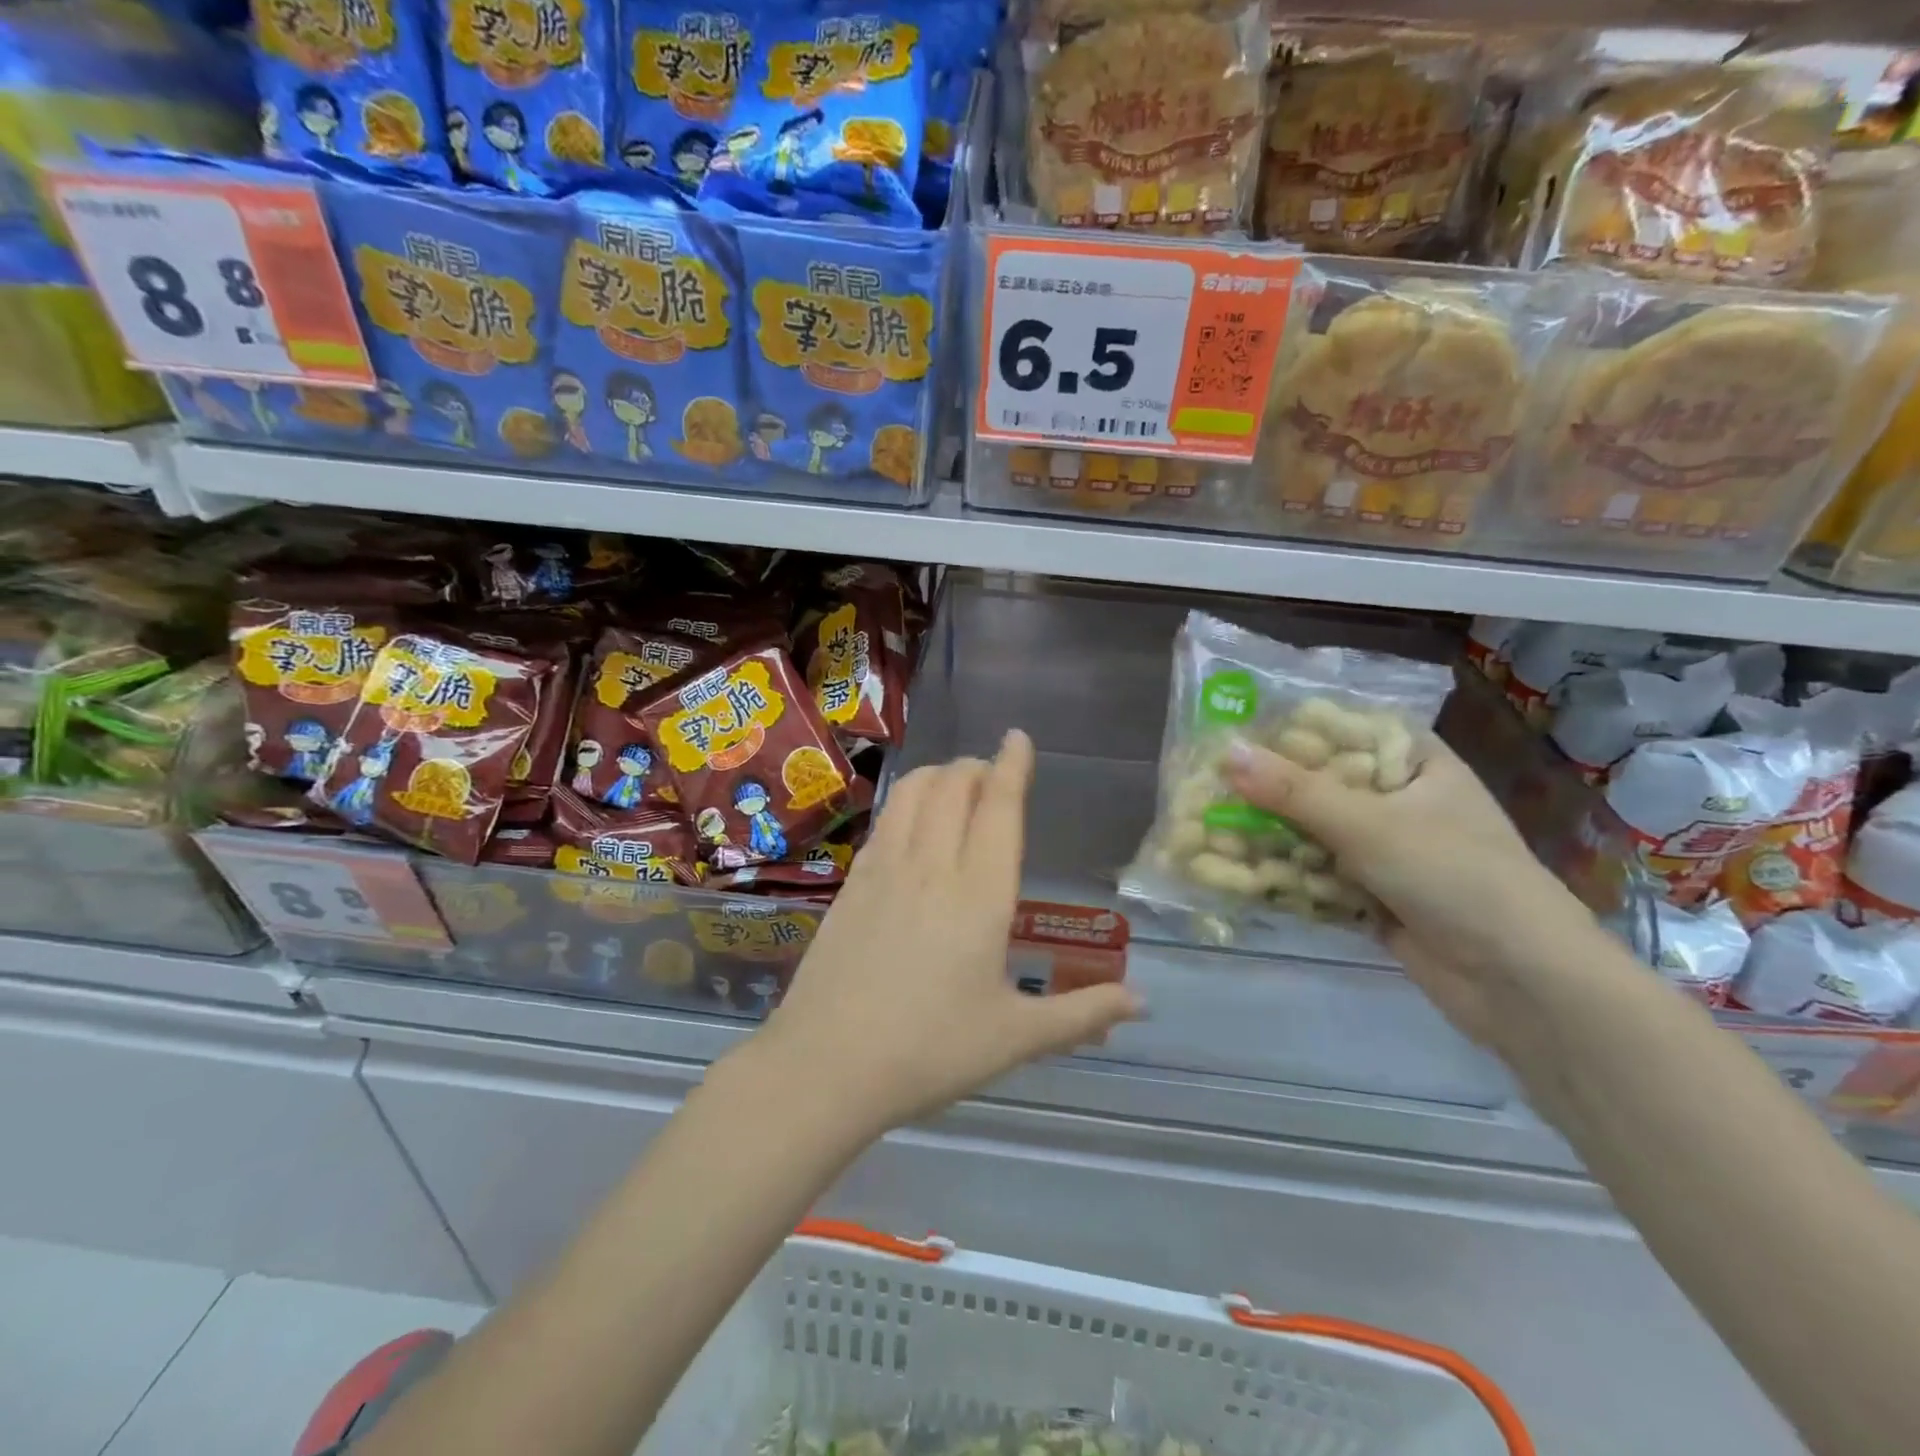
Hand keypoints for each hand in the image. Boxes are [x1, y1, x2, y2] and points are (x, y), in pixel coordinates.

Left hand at [762, 730, 1142, 1132]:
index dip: (1012, 766)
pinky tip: (911, 826)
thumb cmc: (931, 1051)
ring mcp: (884, 870)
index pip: (999, 808)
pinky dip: (906, 803)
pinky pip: (885, 821)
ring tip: (955, 786)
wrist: (827, 1065)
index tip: (1018, 737)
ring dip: (939, 775)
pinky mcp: (851, 883)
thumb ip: (1081, 1014)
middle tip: (992, 775)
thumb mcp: (1015, 1038)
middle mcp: (932, 866)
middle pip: (954, 786)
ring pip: (912, 792)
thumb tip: (1143, 1003)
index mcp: (980, 894)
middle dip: (977, 767)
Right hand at [1223, 734, 1599, 1045]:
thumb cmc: (1455, 878)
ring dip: (1268, 836)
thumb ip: (1294, 791)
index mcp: (1416, 766)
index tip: (1234, 733)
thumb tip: (1226, 752)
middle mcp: (1401, 803)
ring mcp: (1388, 853)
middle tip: (1208, 785)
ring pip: (1314, 834)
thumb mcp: (1369, 825)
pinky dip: (1284, 875)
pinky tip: (1234, 873)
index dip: (1291, 731)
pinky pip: (1317, 876)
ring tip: (1208, 830)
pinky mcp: (1374, 897)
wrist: (1521, 984)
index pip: (1345, 731)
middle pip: (1322, 785)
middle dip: (1267, 792)